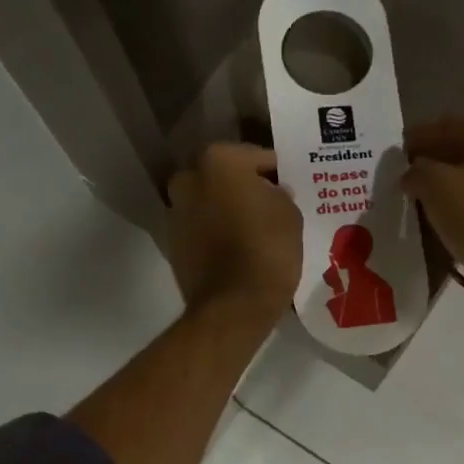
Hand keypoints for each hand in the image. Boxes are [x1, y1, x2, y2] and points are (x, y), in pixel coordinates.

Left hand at [166, 142, 303, 323]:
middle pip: (226, 177)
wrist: (233, 306)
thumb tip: (271, 193)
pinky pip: (202, 228)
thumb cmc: (267, 251)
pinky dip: (217, 232)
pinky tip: (239, 246)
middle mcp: (189, 177)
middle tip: (272, 206)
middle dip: (246, 188)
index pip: (258, 157)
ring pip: (211, 202)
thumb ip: (279, 194)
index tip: (291, 187)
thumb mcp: (290, 214)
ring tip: (255, 228)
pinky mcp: (173, 243)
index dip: (278, 173)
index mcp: (218, 160)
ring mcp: (176, 211)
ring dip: (228, 209)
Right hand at [402, 114, 463, 313]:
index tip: (399, 151)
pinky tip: (452, 202)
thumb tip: (413, 173)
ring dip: (456, 175)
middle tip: (413, 170)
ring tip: (429, 189)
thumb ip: (417, 171)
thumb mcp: (433, 186)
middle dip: (439, 156)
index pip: (446, 127)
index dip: (418, 139)